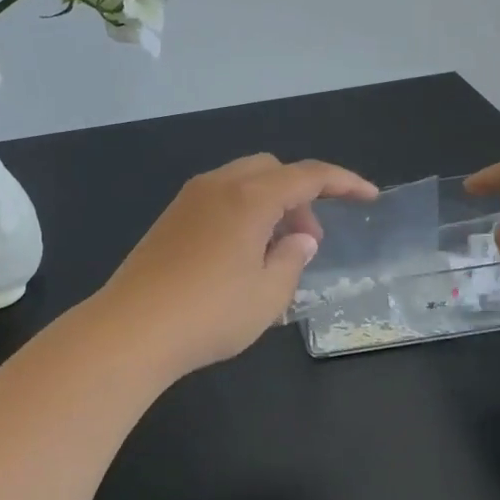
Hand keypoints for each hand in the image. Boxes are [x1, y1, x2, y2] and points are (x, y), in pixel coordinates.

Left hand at [93, 154, 378, 379]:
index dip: (343, 182)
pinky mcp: (169, 219)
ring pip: (242, 183)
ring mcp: (188, 200)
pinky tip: (240, 255)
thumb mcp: (268, 294)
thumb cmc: (209, 313)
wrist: (131, 328)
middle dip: (300, 196)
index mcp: (249, 197)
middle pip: (271, 170)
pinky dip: (242, 212)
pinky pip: (218, 199)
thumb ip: (292, 259)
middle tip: (307, 240)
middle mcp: (217, 186)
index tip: (369, 196)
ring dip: (270, 204)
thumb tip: (300, 238)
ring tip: (275, 253)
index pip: (307, 175)